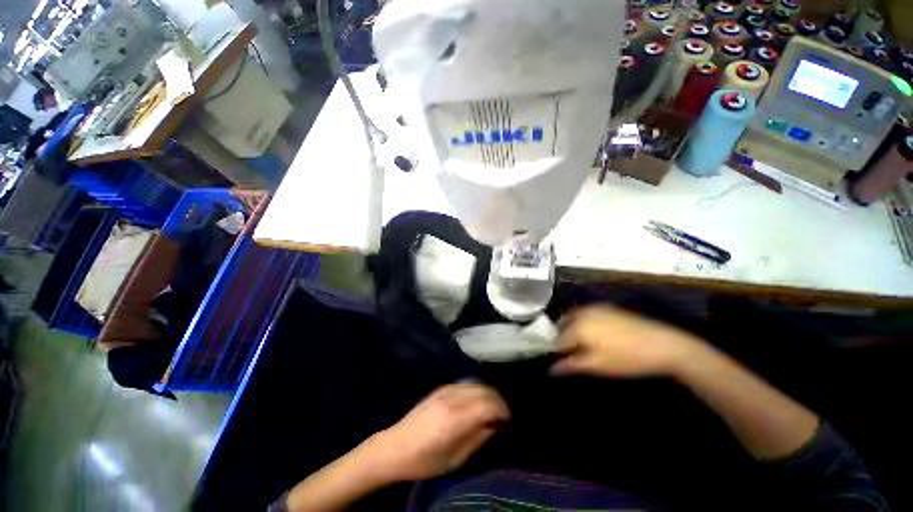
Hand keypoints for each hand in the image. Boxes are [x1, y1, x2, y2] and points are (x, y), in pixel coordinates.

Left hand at [363, 383, 509, 481]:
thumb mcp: (455, 459)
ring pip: (475, 384)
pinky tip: (475, 404)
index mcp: (454, 420)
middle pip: (485, 391)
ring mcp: (440, 394)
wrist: (390, 452)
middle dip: (499, 403)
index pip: (489, 406)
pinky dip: (475, 391)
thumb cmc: (422, 463)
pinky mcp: (433, 393)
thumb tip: (494, 426)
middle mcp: (448, 401)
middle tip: (502, 419)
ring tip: (491, 412)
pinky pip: (462, 384)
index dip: (504, 413)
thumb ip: (477, 439)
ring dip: (488, 395)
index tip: (507, 425)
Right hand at [551, 305, 707, 377]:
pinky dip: (584, 328)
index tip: (548, 365)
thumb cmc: (627, 359)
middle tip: (561, 360)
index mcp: (580, 324)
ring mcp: (601, 309)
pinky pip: (589, 318)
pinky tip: (591, 344)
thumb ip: (570, 365)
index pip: (555, 339)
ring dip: (571, 334)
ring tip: (575, 354)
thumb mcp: (596, 366)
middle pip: (564, 325)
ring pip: (577, 320)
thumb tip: (550, 369)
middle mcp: (587, 311)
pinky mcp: (613, 311)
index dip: (550, 353)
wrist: (662, 345)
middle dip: (559, 340)